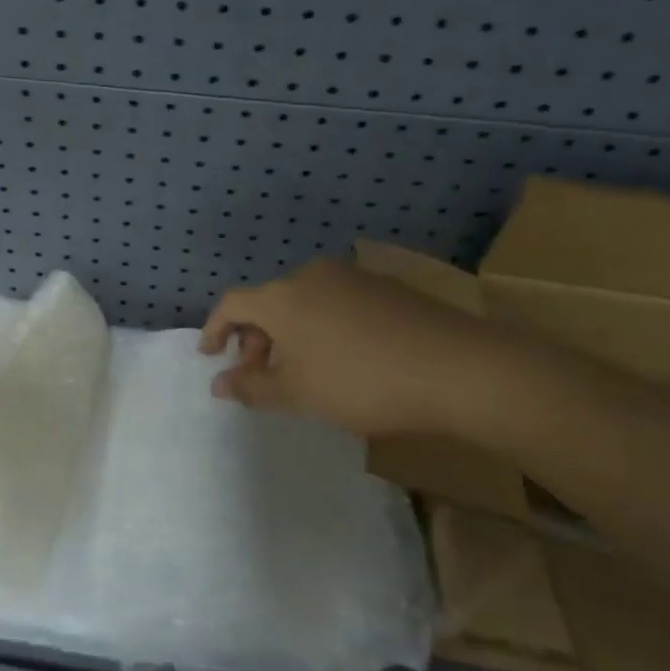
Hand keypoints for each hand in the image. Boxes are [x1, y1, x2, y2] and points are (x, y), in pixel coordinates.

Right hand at [198, 259, 515, 438]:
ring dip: (289, 333)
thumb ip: (251, 388)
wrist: (459, 367)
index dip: (214, 329)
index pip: (232, 304)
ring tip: (301, 370)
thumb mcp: (298, 394)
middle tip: (259, 375)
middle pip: (268, 301)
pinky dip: (321, 326)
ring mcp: (352, 277)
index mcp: (282, 297)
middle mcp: (311, 276)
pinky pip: (334, 302)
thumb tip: (219, 383)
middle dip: (255, 338)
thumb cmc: (362, 382)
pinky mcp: (385, 286)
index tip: (210, 356)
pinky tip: (341, 357)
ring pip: (302, 302)